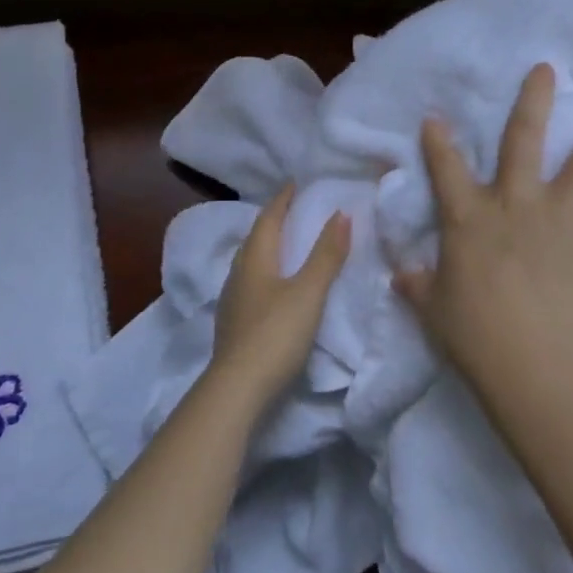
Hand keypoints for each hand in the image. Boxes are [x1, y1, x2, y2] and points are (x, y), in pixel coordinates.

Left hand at [206, 185, 351, 409]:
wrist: (237, 389)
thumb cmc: (275, 334)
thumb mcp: (308, 292)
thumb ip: (326, 255)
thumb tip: (341, 213)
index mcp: (254, 259)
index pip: (268, 219)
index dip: (282, 200)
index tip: (294, 183)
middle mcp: (237, 273)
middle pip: (255, 238)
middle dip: (273, 221)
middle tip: (292, 210)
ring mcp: (231, 300)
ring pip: (249, 262)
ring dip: (267, 248)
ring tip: (285, 244)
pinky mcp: (233, 324)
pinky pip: (249, 283)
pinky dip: (264, 273)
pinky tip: (271, 286)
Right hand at [393, 62, 572, 385]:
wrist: (534, 360)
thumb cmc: (474, 333)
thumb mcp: (434, 309)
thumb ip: (419, 285)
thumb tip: (401, 276)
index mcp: (469, 217)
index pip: (446, 169)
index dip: (438, 142)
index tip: (436, 117)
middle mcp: (516, 202)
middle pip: (523, 140)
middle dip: (533, 101)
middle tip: (546, 70)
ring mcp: (562, 216)